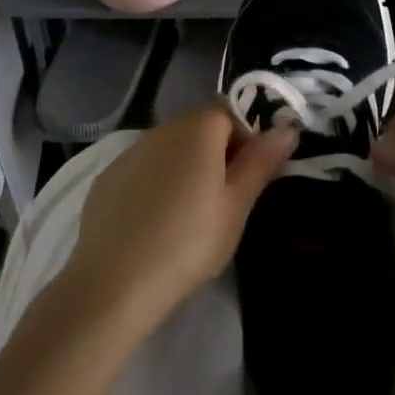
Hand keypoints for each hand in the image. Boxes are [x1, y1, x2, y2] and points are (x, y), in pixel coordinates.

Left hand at [61, 107, 298, 335]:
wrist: (113, 282)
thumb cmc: (188, 242)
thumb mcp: (236, 206)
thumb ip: (261, 162)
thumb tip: (287, 128)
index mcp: (198, 127)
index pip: (231, 111)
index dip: (247, 139)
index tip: (250, 178)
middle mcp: (163, 127)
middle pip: (200, 127)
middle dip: (218, 153)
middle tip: (225, 201)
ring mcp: (131, 151)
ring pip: (171, 148)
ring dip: (186, 167)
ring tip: (190, 216)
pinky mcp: (108, 177)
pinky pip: (144, 169)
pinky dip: (156, 184)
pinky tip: (155, 223)